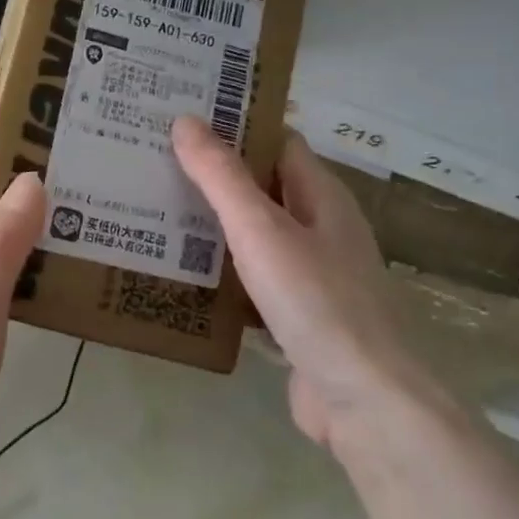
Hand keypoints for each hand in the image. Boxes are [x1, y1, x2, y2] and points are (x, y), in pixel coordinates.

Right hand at [172, 117, 407, 458]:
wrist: (363, 400)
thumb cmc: (315, 301)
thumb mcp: (261, 229)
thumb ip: (221, 176)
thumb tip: (186, 120)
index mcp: (322, 196)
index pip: (277, 142)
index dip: (237, 125)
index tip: (184, 117)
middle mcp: (321, 228)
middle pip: (263, 187)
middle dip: (215, 175)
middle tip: (155, 162)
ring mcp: (311, 275)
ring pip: (255, 235)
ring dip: (214, 224)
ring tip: (155, 210)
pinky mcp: (296, 316)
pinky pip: (252, 280)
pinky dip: (222, 271)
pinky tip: (182, 273)